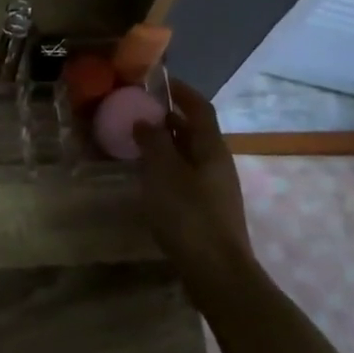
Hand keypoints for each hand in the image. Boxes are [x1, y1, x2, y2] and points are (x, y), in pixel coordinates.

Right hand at [133, 79, 255, 284]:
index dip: (181, 91)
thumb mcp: (163, 172)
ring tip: (136, 143)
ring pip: (188, 155)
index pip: (199, 107)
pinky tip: (148, 179)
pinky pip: (185, 176)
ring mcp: (215, 187)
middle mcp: (217, 162)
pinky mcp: (207, 209)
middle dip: (168, 118)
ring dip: (165, 144)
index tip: (158, 82)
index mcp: (211, 148)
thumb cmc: (188, 214)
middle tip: (137, 112)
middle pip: (194, 131)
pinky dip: (167, 168)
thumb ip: (153, 142)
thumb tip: (146, 120)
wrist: (217, 271)